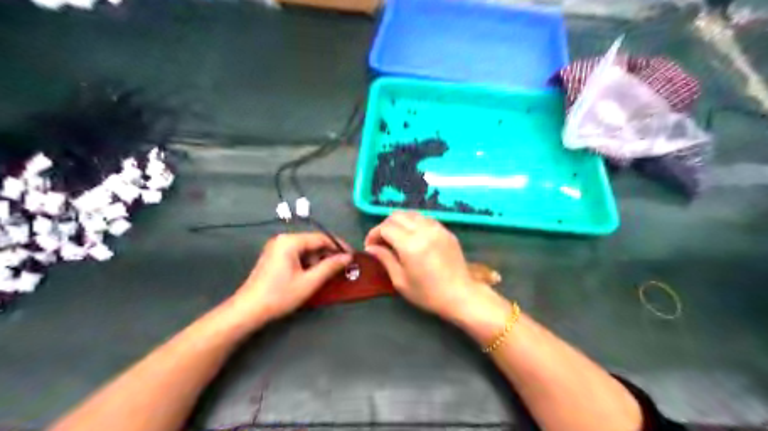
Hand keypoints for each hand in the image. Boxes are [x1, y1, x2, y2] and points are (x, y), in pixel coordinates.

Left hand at [226, 234, 349, 323]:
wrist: (248, 310)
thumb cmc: (280, 295)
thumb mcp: (309, 282)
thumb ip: (330, 267)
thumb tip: (348, 257)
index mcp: (290, 241)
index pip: (321, 238)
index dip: (339, 246)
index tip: (352, 256)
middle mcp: (283, 240)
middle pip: (313, 243)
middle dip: (328, 254)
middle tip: (342, 267)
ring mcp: (277, 248)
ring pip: (306, 250)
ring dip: (319, 260)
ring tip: (329, 274)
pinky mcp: (274, 257)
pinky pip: (297, 255)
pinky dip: (308, 263)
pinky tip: (313, 275)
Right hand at [366, 210, 503, 324]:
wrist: (461, 295)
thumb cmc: (428, 294)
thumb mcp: (400, 281)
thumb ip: (385, 259)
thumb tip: (371, 248)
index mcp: (411, 244)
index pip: (385, 227)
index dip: (373, 234)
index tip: (370, 246)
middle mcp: (424, 230)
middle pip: (397, 215)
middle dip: (384, 226)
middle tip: (381, 241)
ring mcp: (437, 228)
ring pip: (411, 214)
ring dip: (399, 222)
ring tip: (396, 238)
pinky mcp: (446, 230)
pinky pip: (425, 219)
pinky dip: (414, 223)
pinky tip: (413, 237)